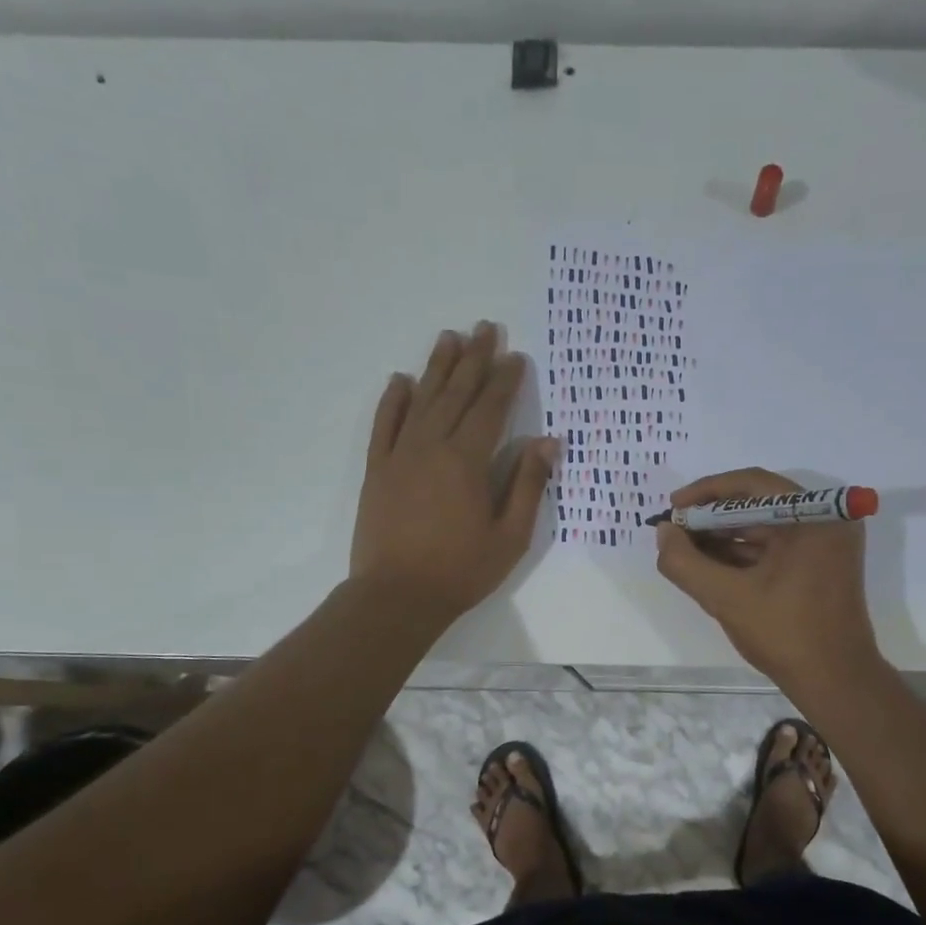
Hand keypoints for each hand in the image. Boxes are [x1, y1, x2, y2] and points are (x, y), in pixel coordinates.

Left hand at [350, 322, 560, 626]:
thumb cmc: (461, 570)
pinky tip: (402, 380)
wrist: (397, 596)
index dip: (506, 381)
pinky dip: (393, 400)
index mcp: (468, 462)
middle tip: (485, 328)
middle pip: (456, 393)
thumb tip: (547, 442)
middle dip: (474, 359)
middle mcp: (432, 446)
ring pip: (421, 400)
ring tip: (450, 337)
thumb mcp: (510, 536)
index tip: (517, 356)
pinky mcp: (377, 470)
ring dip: (437, 367)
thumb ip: (528, 485)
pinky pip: (384, 424)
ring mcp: (400, 455)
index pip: (491, 409)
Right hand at [656, 468, 882, 688]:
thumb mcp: (726, 598)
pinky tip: (709, 565)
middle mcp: (825, 520)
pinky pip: (775, 548)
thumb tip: (663, 532)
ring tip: (684, 550)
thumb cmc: (786, 634)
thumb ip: (685, 563)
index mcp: (813, 516)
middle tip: (675, 531)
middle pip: (757, 504)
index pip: (752, 484)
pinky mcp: (820, 565)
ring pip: (764, 527)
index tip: (673, 509)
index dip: (706, 492)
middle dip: (712, 518)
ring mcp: (825, 544)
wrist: (836, 681)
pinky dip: (742, 554)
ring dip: (723, 537)